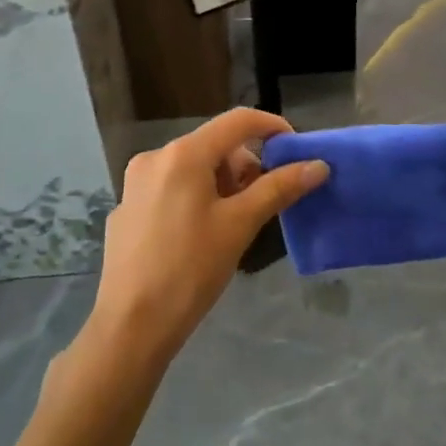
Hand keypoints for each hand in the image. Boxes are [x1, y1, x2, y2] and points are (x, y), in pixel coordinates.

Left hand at [89, 108, 328, 361]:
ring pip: (192, 168)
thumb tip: (318, 165)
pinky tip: (199, 238)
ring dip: (221, 184)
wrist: (130, 325)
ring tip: (232, 224)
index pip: (238, 121)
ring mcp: (134, 183)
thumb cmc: (190, 269)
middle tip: (263, 202)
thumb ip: (279, 188)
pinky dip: (195, 199)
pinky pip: (171, 189)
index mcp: (183, 154)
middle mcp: (155, 157)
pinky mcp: (126, 209)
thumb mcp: (240, 225)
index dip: (272, 127)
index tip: (295, 150)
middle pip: (214, 145)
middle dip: (245, 167)